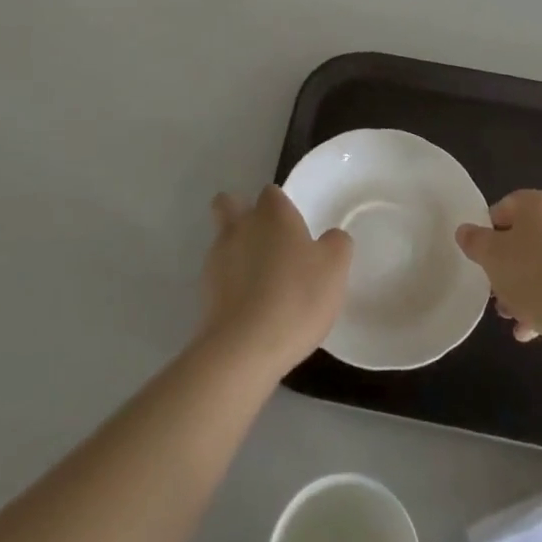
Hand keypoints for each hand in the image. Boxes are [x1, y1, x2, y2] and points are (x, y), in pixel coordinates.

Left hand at [197, 186, 351, 380]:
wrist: (244, 347)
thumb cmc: (296, 297)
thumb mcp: (335, 268)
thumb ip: (336, 244)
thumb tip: (331, 237)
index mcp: (273, 213)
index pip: (271, 193)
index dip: (281, 206)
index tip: (293, 228)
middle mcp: (241, 226)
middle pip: (228, 204)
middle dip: (239, 211)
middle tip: (264, 239)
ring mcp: (217, 258)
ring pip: (222, 240)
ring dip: (236, 252)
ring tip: (260, 283)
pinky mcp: (204, 291)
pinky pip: (218, 277)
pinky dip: (230, 285)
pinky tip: (249, 308)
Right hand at [456, 190, 541, 354]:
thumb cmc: (534, 276)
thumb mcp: (491, 257)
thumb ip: (475, 241)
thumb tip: (465, 231)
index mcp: (541, 204)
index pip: (505, 207)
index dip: (489, 232)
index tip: (482, 259)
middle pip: (527, 240)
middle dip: (508, 268)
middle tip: (495, 294)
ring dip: (526, 290)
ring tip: (513, 319)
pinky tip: (533, 331)